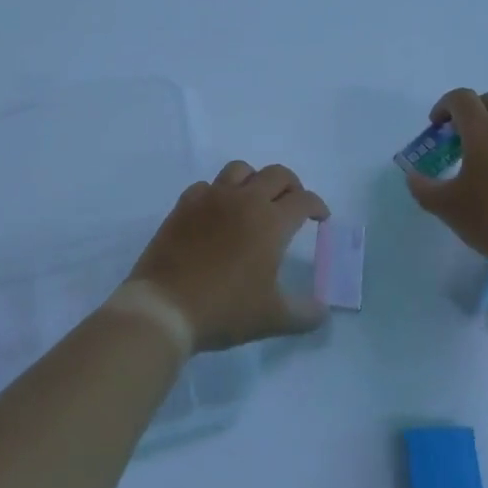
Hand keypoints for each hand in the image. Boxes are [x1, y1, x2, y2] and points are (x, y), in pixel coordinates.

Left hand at [127, 162, 329, 352]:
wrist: (165, 307)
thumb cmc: (224, 310)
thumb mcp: (273, 318)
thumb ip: (305, 313)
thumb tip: (323, 310)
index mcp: (271, 222)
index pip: (303, 200)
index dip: (317, 206)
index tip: (320, 218)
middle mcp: (244, 200)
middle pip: (276, 174)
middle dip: (292, 186)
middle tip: (293, 204)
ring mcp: (211, 198)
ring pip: (240, 169)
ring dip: (255, 180)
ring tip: (255, 201)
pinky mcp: (185, 204)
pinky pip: (207, 185)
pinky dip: (219, 193)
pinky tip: (217, 213)